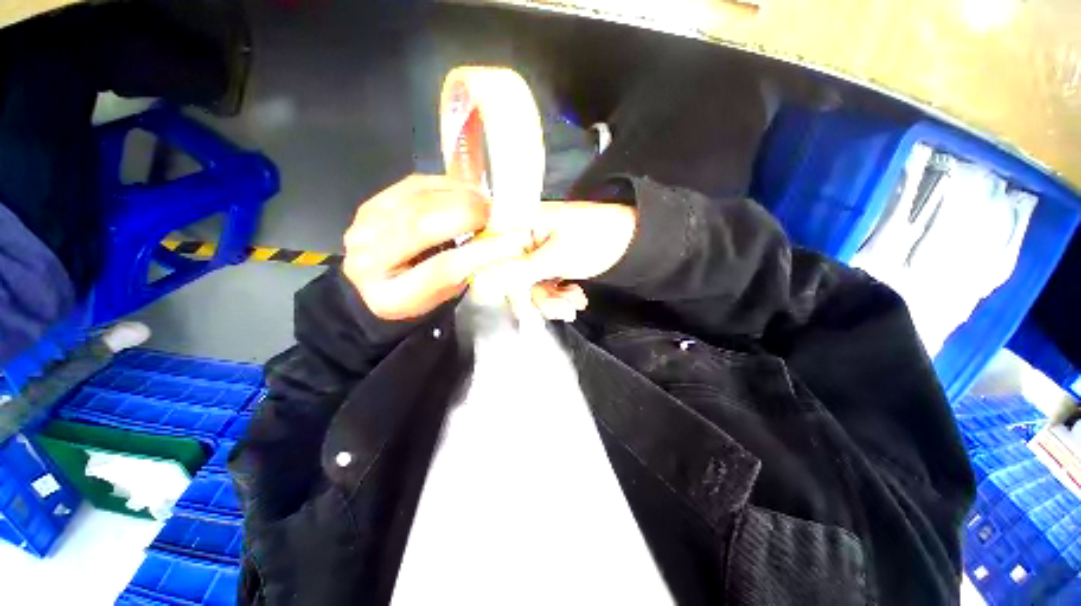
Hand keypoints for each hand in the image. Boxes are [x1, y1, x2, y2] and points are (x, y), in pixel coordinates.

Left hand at [343, 175, 530, 320]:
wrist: (374, 282)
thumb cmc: (416, 295)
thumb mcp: (442, 297)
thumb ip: (465, 271)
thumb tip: (497, 243)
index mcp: (390, 295)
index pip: (440, 269)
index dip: (479, 252)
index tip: (510, 242)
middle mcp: (369, 258)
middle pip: (420, 225)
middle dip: (465, 214)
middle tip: (493, 215)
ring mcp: (366, 225)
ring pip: (418, 199)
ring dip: (458, 195)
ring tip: (483, 202)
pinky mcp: (373, 202)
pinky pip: (414, 184)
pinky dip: (446, 185)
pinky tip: (465, 192)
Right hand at [473, 202, 637, 320]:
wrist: (635, 242)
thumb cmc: (599, 238)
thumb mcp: (557, 257)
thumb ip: (518, 272)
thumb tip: (480, 284)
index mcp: (520, 223)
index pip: (488, 252)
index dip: (493, 279)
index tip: (510, 300)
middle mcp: (523, 237)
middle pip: (509, 275)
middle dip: (535, 296)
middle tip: (559, 308)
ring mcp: (536, 252)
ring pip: (528, 286)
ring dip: (551, 301)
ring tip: (573, 304)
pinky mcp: (548, 264)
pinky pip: (542, 286)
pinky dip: (558, 297)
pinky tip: (576, 298)